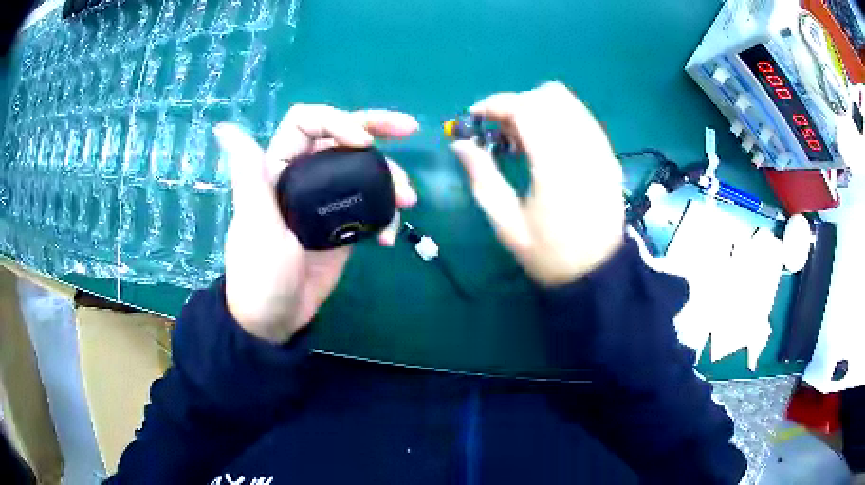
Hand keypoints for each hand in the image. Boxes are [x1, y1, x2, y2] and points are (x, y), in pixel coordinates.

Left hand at [214, 105, 417, 342]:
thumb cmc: (259, 275)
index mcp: (278, 168)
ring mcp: (326, 201)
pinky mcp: (342, 225)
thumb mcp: (255, 225)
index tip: (363, 144)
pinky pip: (370, 206)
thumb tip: (224, 127)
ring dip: (390, 177)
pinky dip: (385, 215)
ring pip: (362, 170)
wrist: (276, 320)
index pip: (307, 124)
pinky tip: (388, 238)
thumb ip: (248, 176)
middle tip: (409, 129)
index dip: (337, 121)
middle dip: (376, 128)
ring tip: (408, 199)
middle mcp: (304, 176)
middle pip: (341, 136)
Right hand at [451, 82, 623, 285]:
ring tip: (522, 135)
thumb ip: (483, 178)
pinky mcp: (608, 155)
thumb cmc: (550, 255)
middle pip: (548, 96)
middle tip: (499, 130)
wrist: (598, 273)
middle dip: (516, 104)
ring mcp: (600, 149)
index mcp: (556, 166)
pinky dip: (559, 117)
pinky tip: (548, 142)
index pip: (526, 108)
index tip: (475, 117)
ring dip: (538, 107)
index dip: (496, 104)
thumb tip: (460, 144)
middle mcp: (583, 148)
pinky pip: (582, 117)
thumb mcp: (507, 225)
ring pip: (568, 101)